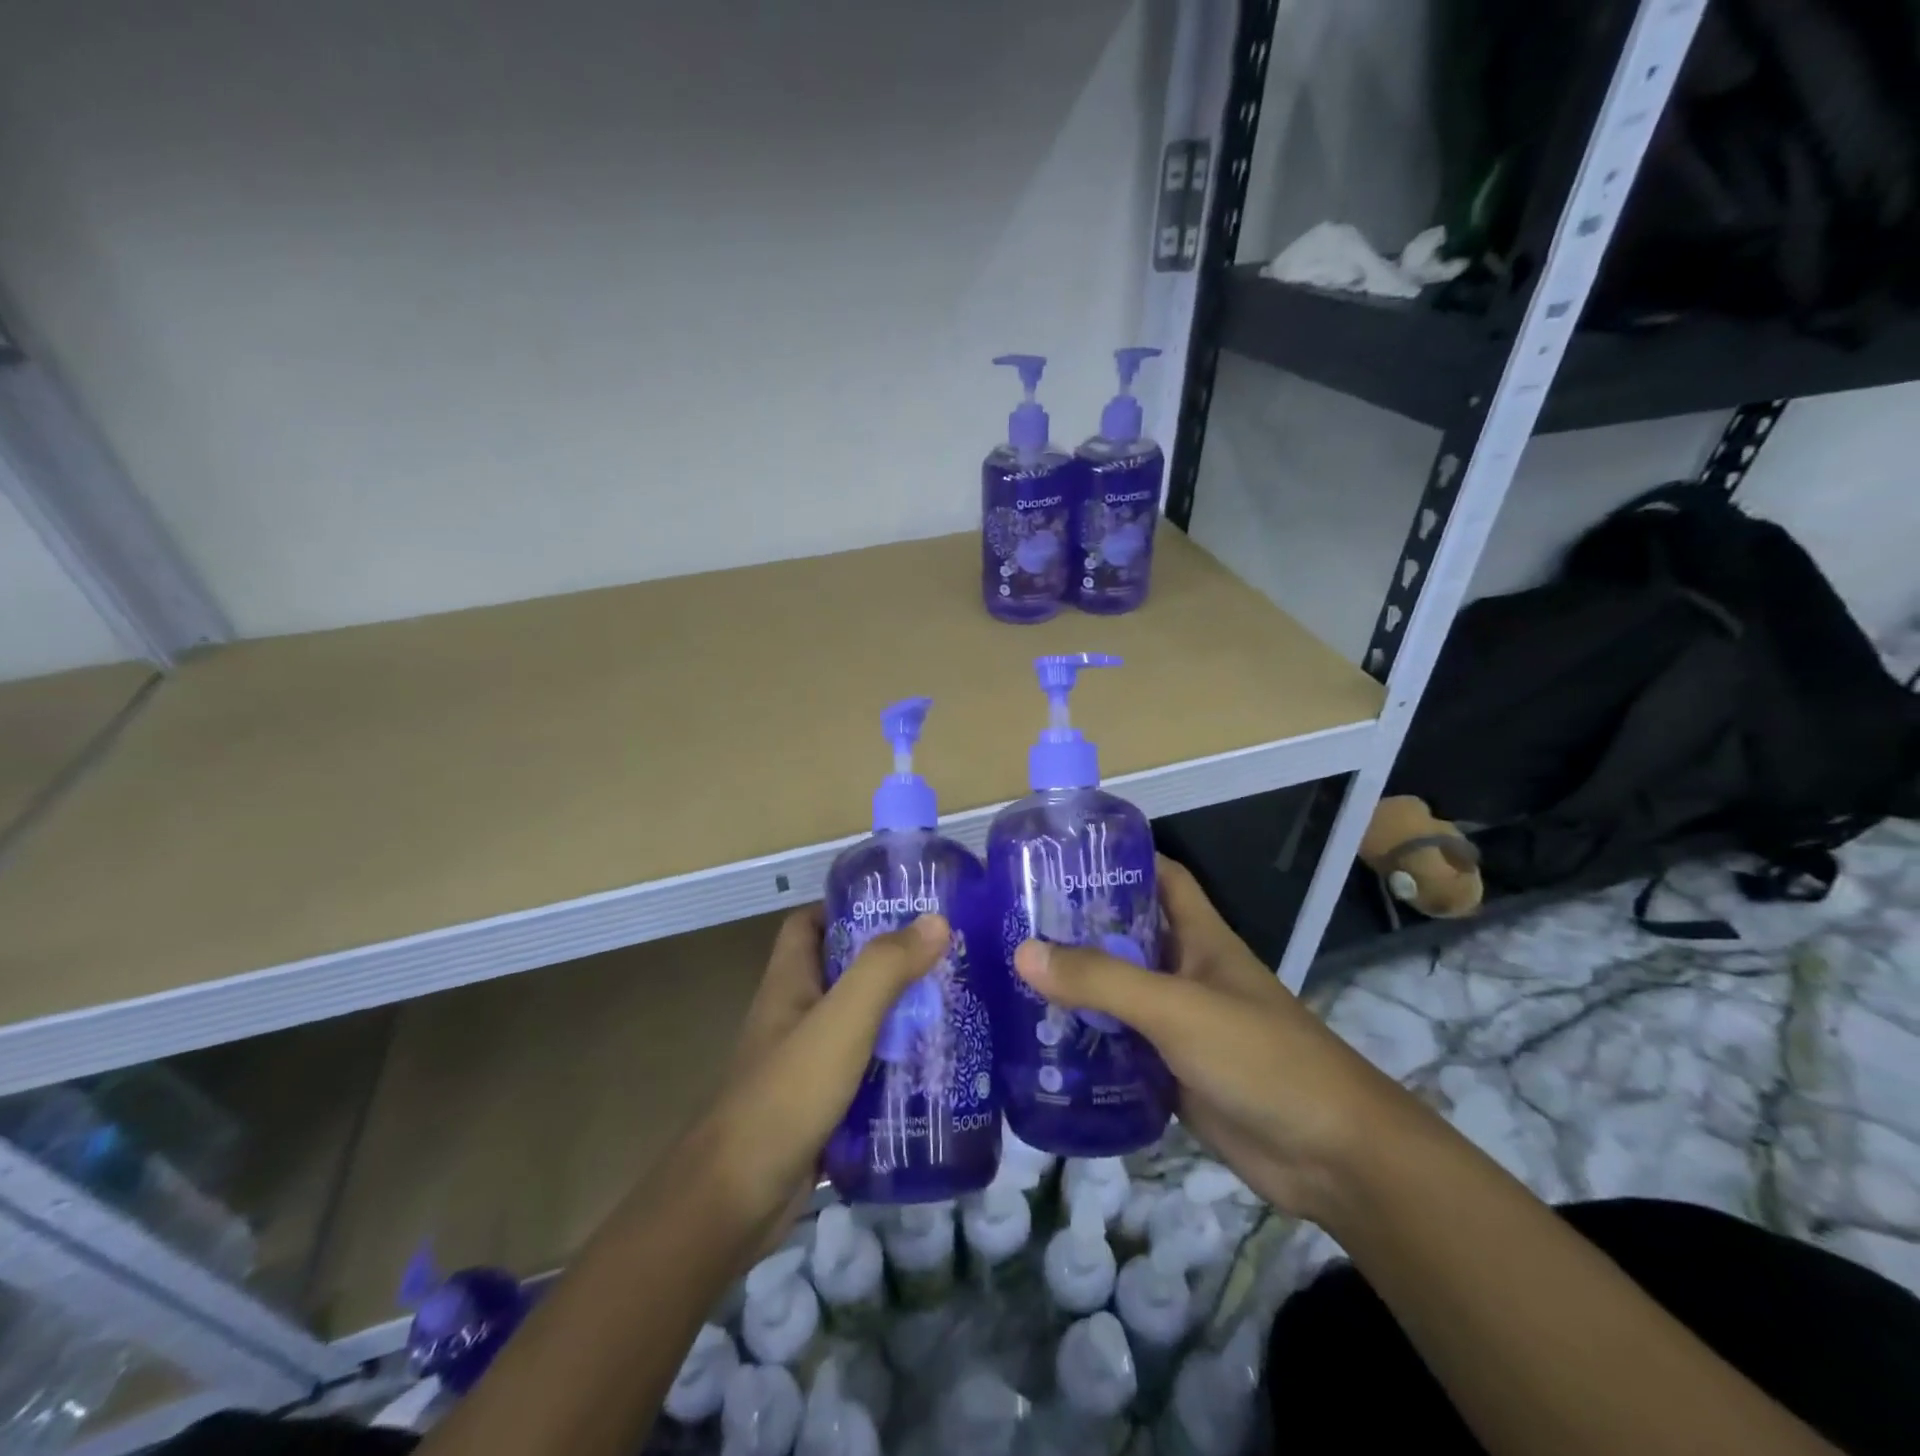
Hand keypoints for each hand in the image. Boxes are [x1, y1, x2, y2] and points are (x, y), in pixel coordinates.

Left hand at [691, 906, 948, 1247]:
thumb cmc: (786, 1094)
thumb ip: (885, 969)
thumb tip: (936, 921)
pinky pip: (863, 1070)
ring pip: (857, 1023)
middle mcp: (794, 1014)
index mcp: (789, 982)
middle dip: (889, 963)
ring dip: (897, 1015)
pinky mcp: (820, 1105)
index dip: (846, 907)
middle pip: (842, 971)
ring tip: (952, 1009)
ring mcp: (805, 1062)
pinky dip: (893, 1065)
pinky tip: (933, 1071)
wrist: (735, 1202)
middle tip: (944, 960)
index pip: (809, 923)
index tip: (899, 908)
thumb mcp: (841, 1022)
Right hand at [1013, 856, 1410, 1220]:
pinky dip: (1086, 1043)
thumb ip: (1102, 980)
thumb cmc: (1260, 1057)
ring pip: (1118, 994)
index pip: (1160, 876)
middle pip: (1127, 935)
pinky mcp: (1172, 1072)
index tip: (1062, 856)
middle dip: (1077, 926)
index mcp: (1200, 937)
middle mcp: (1186, 972)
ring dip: (1076, 988)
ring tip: (1011, 978)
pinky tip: (1041, 1044)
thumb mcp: (1176, 1008)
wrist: (1331, 1158)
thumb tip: (1023, 951)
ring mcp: (1179, 1024)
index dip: (1120, 859)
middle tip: (1014, 922)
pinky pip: (1120, 1047)